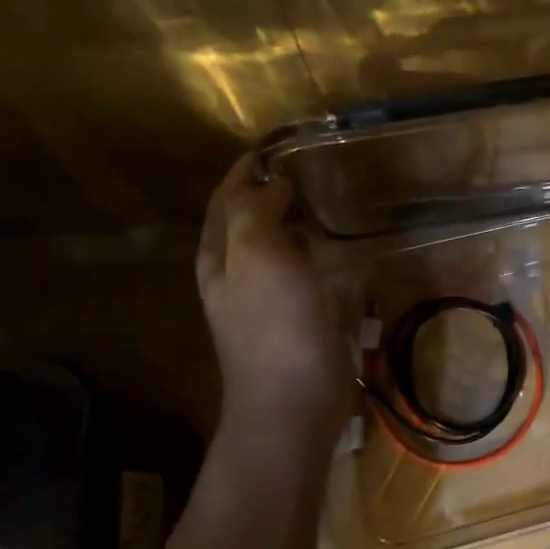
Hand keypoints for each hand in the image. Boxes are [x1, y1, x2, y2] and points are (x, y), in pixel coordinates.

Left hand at [196, 155, 350, 458]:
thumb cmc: (274, 326)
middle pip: (244, 220)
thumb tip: (271, 182)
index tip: (274, 145)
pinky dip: (308, 247)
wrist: (293, 404)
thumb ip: (258, 212)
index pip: (226, 199)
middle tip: (302, 166)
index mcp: (220, 257)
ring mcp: (264, 299)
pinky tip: (330, 245)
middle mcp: (235, 274)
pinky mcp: (294, 317)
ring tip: (318, 196)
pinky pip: (298, 269)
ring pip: (272, 244)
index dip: (245, 170)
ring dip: (288, 218)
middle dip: (265, 190)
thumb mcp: (258, 257)